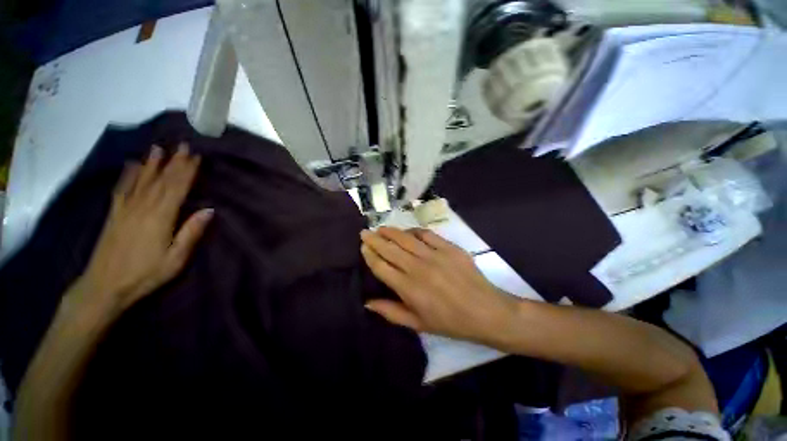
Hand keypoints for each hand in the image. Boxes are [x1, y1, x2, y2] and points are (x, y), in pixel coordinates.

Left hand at [72, 144, 212, 315]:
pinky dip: (129, 172)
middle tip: (183, 145)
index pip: (179, 186)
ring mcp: (129, 203)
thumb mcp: (173, 262)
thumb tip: (209, 210)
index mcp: (163, 214)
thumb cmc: (144, 275)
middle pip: (163, 177)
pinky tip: (132, 164)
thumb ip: (190, 234)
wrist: (108, 280)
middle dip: (175, 161)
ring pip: (144, 176)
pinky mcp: (115, 209)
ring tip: (159, 148)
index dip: (188, 170)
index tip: (196, 156)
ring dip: (152, 161)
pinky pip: (124, 185)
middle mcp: (146, 202)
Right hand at [360, 227, 518, 346]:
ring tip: (381, 228)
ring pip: (407, 239)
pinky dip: (415, 231)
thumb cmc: (450, 323)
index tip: (362, 247)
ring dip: (392, 232)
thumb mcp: (417, 324)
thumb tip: (367, 302)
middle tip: (364, 232)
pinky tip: (409, 232)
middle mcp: (418, 268)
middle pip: (391, 249)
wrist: (484, 312)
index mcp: (408, 288)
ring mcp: (436, 255)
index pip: (382, 266)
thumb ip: (391, 312)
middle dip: (375, 239)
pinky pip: (428, 235)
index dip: (370, 255)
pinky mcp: (451, 248)